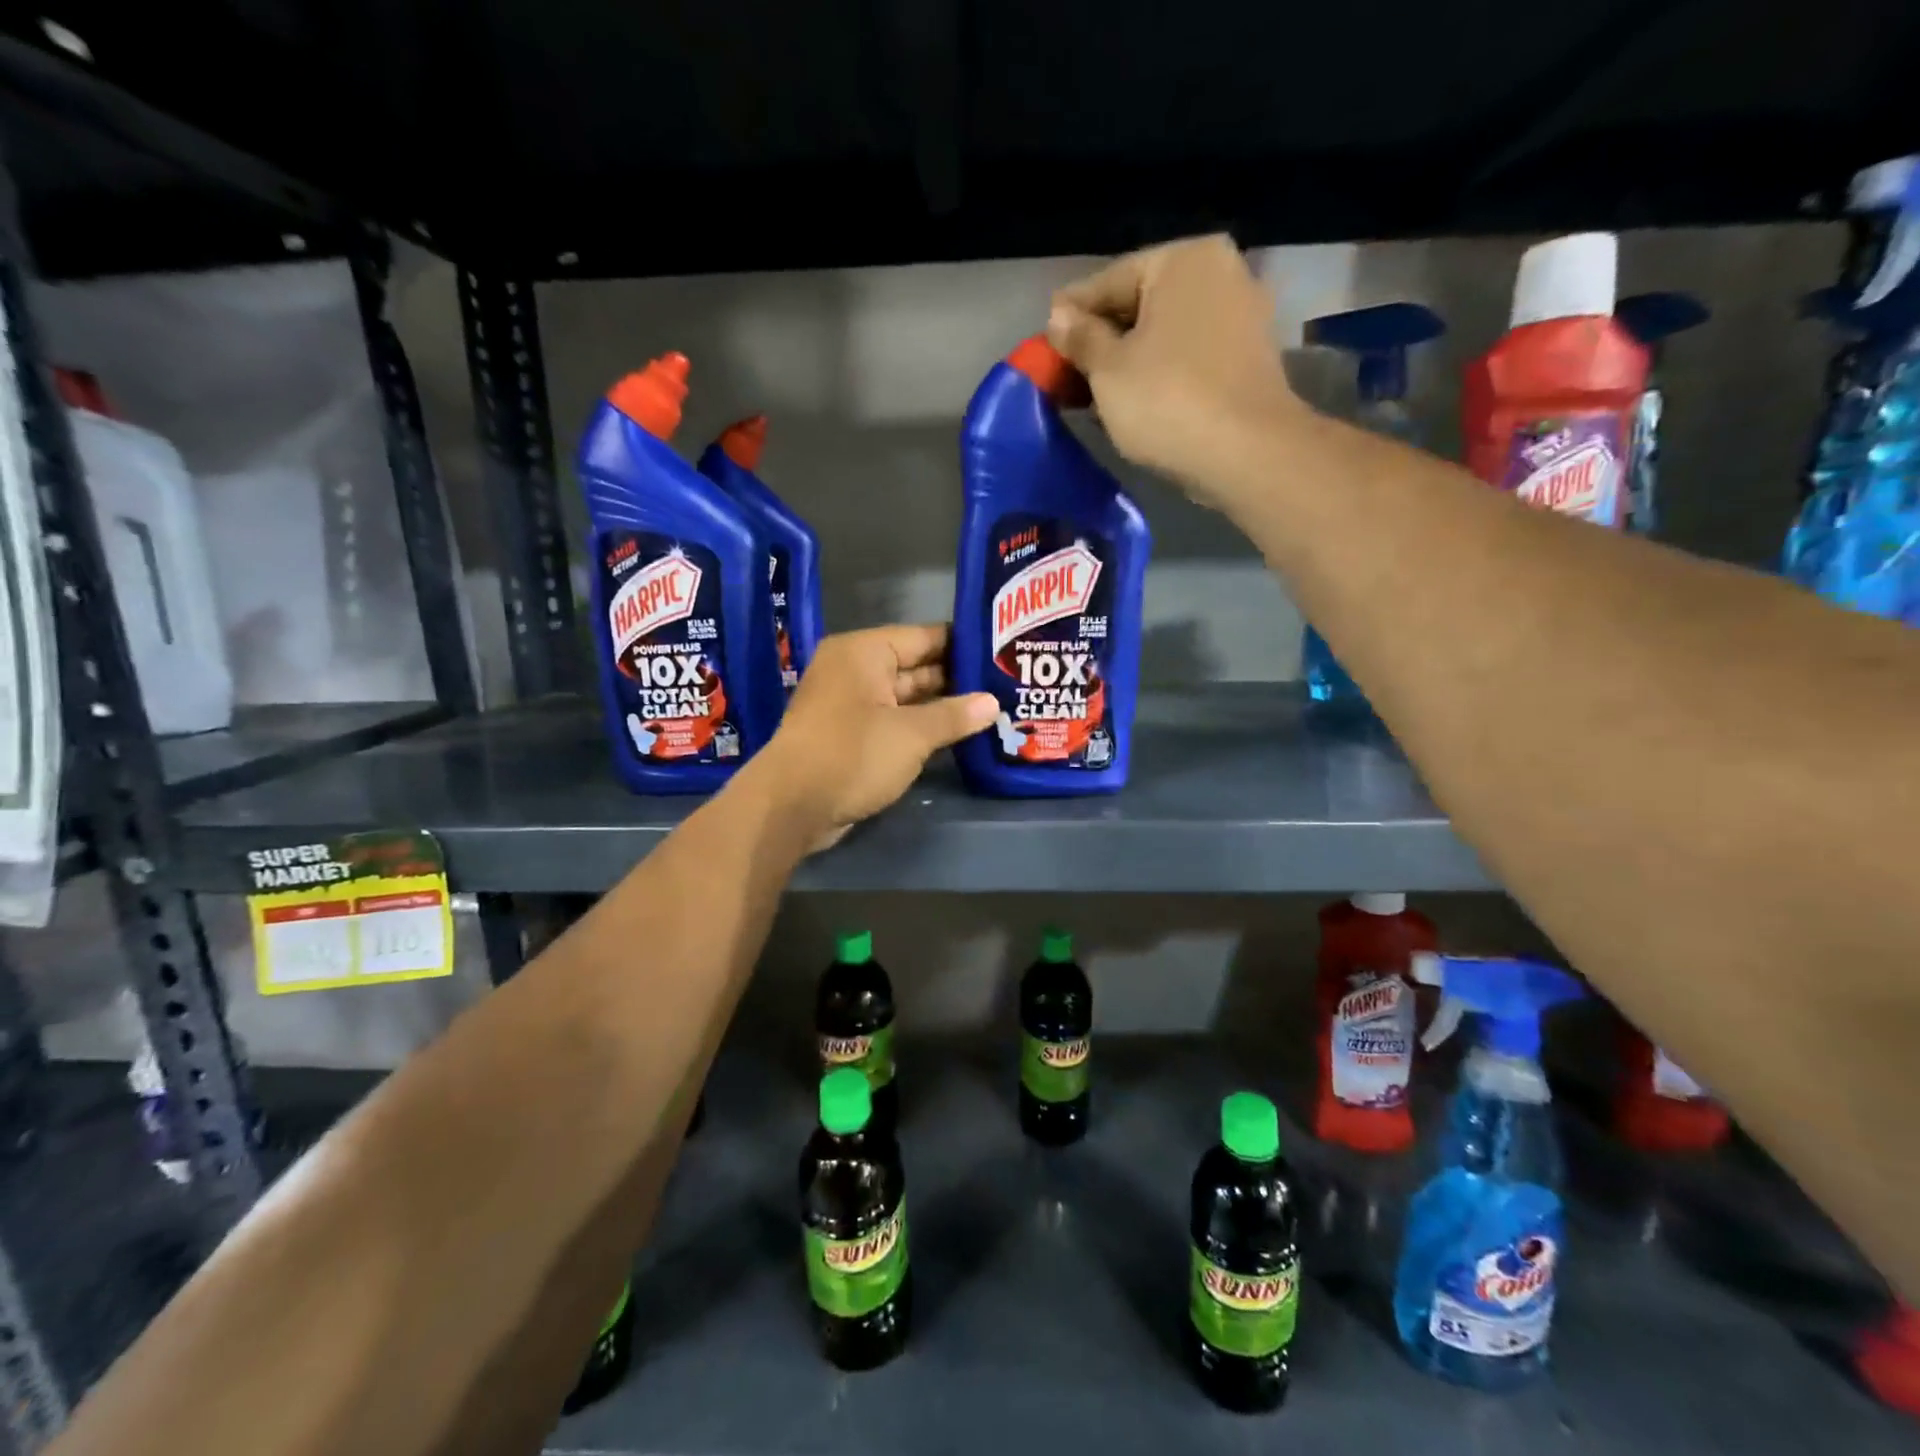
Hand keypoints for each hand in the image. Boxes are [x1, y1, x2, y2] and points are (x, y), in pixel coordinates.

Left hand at [752, 624, 996, 851]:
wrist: (791, 807)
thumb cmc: (852, 755)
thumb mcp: (912, 734)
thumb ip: (954, 715)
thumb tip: (992, 703)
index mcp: (864, 652)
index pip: (924, 636)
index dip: (964, 644)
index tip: (1003, 651)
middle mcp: (854, 671)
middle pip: (916, 666)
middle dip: (957, 679)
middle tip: (1006, 684)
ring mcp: (850, 705)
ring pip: (906, 698)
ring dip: (942, 707)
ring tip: (992, 709)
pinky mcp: (849, 736)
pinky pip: (893, 722)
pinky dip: (920, 728)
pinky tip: (958, 736)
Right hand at [1047, 235, 1305, 511]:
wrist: (1247, 453)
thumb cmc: (1167, 400)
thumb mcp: (1108, 369)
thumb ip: (1080, 337)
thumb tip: (1058, 316)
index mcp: (1184, 260)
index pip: (1110, 281)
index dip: (1071, 313)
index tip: (1043, 337)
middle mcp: (1221, 273)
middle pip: (1141, 304)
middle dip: (1102, 338)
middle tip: (1065, 369)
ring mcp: (1241, 316)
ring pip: (1165, 333)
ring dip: (1128, 359)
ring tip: (1092, 390)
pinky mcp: (1248, 359)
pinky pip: (1189, 357)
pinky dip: (1159, 372)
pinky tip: (1133, 399)